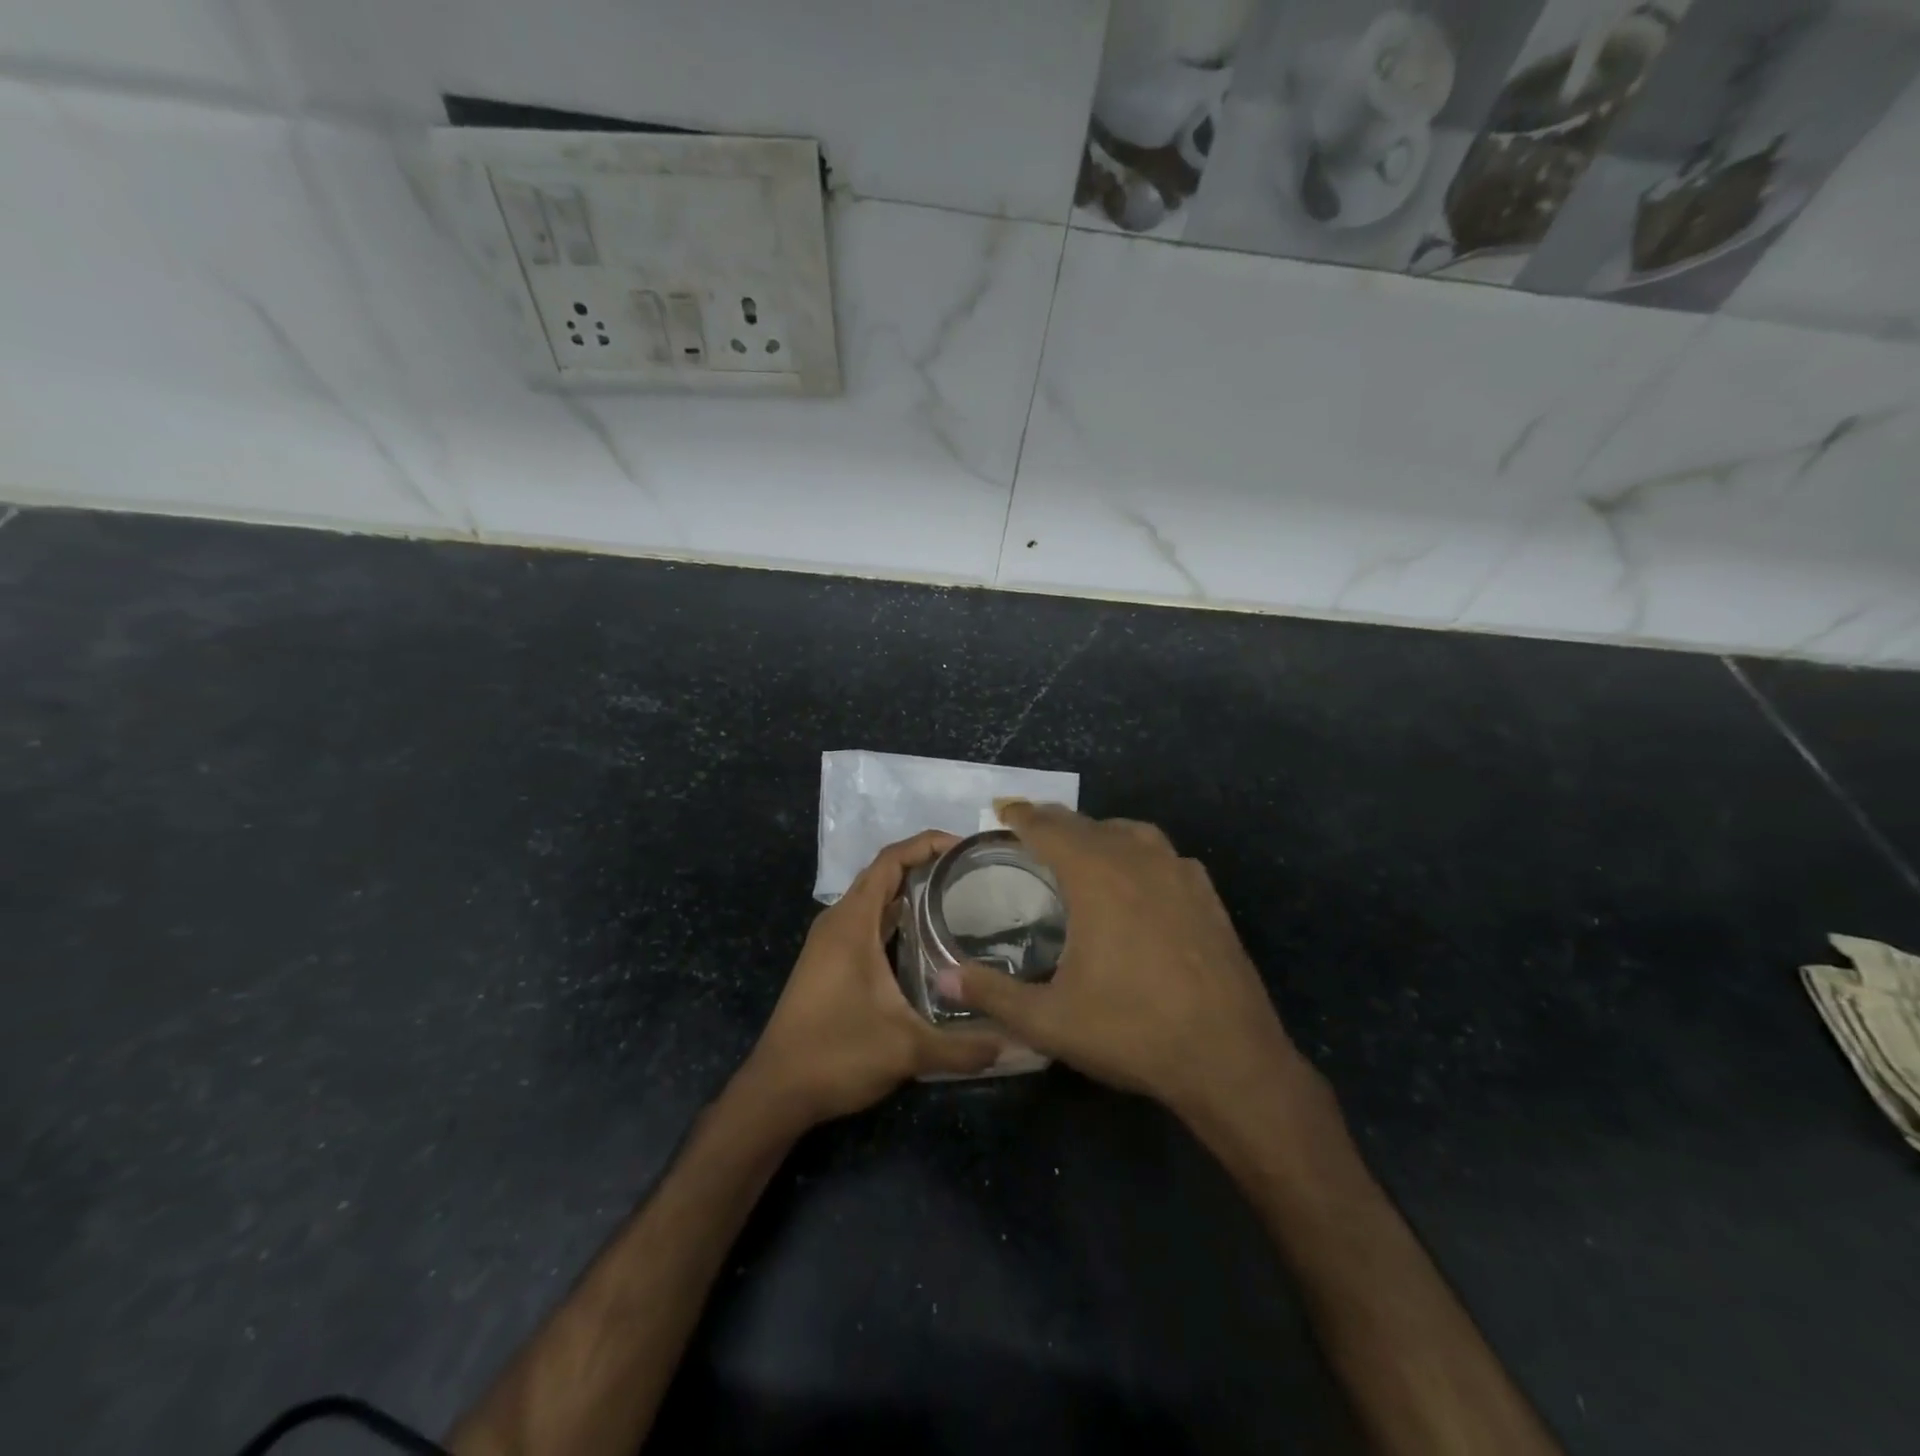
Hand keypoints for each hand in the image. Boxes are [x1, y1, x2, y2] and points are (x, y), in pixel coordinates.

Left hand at [740, 831, 1005, 1127]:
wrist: (777, 1091)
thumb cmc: (836, 1055)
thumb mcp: (906, 1050)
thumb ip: (963, 1047)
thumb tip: (1016, 1044)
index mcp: (852, 923)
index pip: (890, 860)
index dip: (927, 843)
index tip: (965, 848)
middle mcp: (838, 922)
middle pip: (883, 873)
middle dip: (924, 864)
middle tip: (972, 872)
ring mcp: (829, 942)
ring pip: (873, 898)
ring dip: (909, 890)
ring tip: (957, 896)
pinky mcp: (828, 961)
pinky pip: (867, 921)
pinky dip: (895, 916)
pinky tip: (925, 937)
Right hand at [939, 802, 1311, 1126]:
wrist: (1229, 1058)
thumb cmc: (1132, 1031)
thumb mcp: (1049, 1020)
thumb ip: (992, 994)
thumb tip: (942, 978)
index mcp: (1096, 876)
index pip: (1049, 828)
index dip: (1021, 816)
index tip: (1002, 810)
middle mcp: (1138, 860)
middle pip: (1087, 824)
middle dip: (1054, 823)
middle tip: (1029, 830)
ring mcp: (1179, 874)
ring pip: (1130, 832)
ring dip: (1098, 833)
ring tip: (1080, 849)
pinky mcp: (1208, 895)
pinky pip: (1163, 855)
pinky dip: (1138, 853)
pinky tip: (1137, 880)